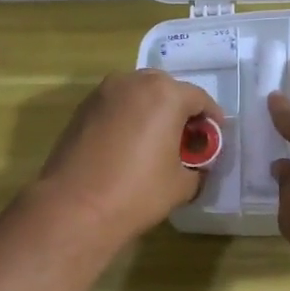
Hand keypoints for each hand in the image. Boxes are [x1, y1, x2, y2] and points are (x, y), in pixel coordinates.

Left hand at [36, 70, 221, 247]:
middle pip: (166, 89)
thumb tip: (195, 166)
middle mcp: (133, 82)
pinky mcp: (81, 109)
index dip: (211, 119)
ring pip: (137, 95)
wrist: (75, 207)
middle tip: (185, 139)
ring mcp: (103, 93)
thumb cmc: (137, 193)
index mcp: (165, 94)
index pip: (199, 99)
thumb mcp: (182, 185)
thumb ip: (197, 167)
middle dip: (179, 110)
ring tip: (155, 142)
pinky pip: (115, 107)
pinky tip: (127, 146)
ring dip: (151, 112)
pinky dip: (127, 119)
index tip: (214, 138)